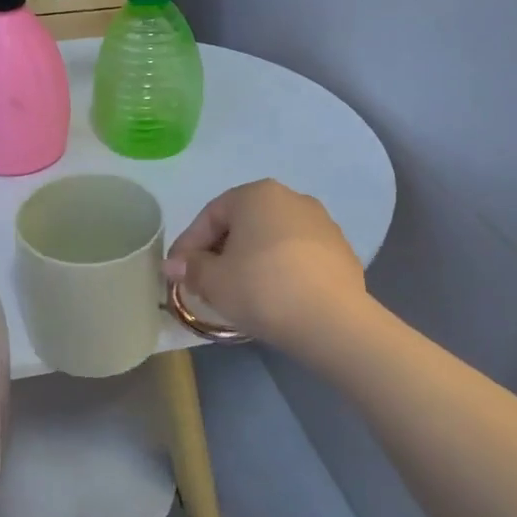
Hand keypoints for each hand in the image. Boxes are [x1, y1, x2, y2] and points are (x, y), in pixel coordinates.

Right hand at [164, 180, 369, 351]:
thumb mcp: (213, 280)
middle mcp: (291, 198)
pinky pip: (296, 256)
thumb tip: (175, 265)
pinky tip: (272, 297)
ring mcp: (322, 223)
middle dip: (219, 251)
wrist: (333, 321)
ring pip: (270, 239)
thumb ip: (190, 267)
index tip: (176, 273)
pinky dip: (278, 270)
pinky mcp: (341, 252)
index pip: (210, 215)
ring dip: (249, 260)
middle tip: (204, 281)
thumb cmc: (262, 288)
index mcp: (257, 194)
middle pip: (242, 224)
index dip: (188, 245)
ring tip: (238, 292)